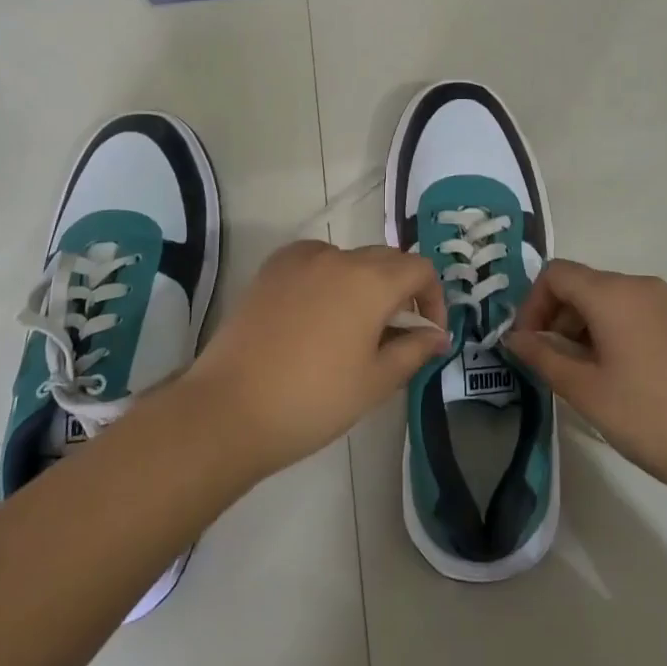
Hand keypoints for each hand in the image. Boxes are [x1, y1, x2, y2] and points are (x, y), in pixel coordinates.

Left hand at [185, 240, 449, 477]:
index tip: (428, 334)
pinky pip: (315, 261)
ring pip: (349, 260)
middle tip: (397, 335)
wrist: (230, 408)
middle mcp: (338, 257)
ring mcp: (300, 259)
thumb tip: (436, 335)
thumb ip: (414, 350)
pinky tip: (317, 314)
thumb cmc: (314, 399)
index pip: (420, 269)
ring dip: (364, 284)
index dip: (433, 299)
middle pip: (386, 260)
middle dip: (402, 291)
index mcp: (371, 281)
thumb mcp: (375, 382)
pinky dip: (328, 278)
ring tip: (354, 328)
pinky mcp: (271, 269)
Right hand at [503, 259, 666, 507]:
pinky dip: (623, 334)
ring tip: (593, 378)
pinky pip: (646, 315)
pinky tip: (633, 380)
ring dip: (590, 329)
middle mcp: (645, 286)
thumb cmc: (652, 420)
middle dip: (560, 319)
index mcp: (615, 294)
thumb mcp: (586, 392)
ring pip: (616, 302)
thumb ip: (543, 356)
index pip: (556, 274)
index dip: (532, 304)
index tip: (530, 346)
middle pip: (586, 286)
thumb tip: (515, 337)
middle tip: (556, 367)